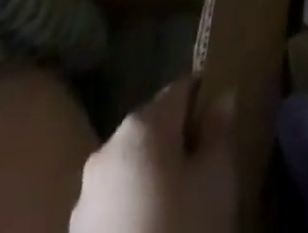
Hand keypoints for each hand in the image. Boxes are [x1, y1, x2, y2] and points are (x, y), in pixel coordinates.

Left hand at [71, 76, 236, 232]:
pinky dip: (135, 205)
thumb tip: (221, 98)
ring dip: (155, 175)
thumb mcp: (217, 178)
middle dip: (179, 140)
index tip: (222, 125)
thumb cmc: (182, 231)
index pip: (182, 89)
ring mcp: (85, 197)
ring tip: (180, 206)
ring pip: (132, 166)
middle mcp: (107, 149)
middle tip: (205, 168)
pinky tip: (154, 229)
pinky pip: (114, 201)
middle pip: (154, 127)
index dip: (205, 100)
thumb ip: (220, 130)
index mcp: (142, 125)